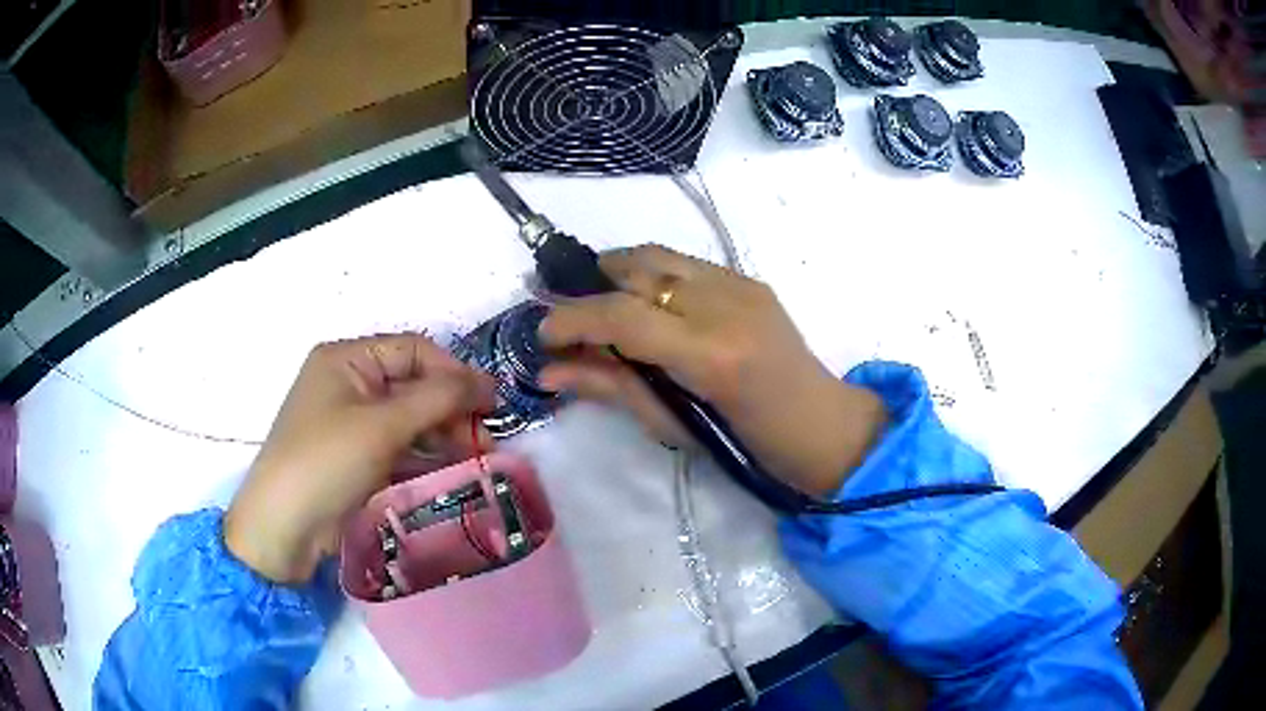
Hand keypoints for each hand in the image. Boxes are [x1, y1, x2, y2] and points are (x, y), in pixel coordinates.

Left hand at [225, 335, 495, 583]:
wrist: (284, 527)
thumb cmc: (327, 461)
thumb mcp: (383, 425)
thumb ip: (438, 398)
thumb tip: (487, 381)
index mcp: (347, 358)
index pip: (413, 351)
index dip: (453, 372)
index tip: (491, 402)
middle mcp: (349, 383)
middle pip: (413, 384)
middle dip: (451, 408)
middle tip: (487, 437)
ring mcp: (352, 422)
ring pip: (409, 418)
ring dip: (444, 433)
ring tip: (479, 455)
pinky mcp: (357, 457)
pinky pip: (399, 446)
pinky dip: (425, 454)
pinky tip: (453, 468)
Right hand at [538, 245, 885, 496]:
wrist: (820, 425)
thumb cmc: (747, 444)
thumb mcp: (673, 426)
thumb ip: (609, 388)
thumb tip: (549, 372)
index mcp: (708, 354)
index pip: (620, 315)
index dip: (570, 318)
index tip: (543, 334)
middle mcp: (724, 304)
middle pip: (636, 267)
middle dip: (588, 283)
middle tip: (568, 313)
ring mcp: (741, 284)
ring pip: (658, 254)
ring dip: (618, 270)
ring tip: (600, 300)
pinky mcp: (750, 278)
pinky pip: (685, 263)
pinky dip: (653, 275)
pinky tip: (648, 302)